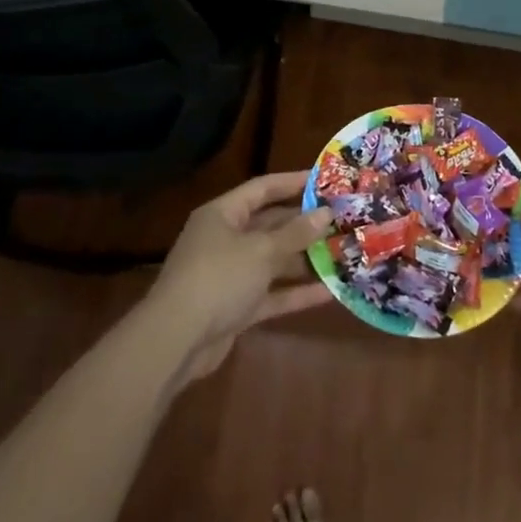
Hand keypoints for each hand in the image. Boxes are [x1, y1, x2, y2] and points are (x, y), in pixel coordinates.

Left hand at [148, 171, 332, 383]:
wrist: (176, 341)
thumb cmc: (218, 278)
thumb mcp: (261, 250)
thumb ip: (296, 233)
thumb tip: (326, 212)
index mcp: (223, 215)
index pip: (262, 188)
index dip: (293, 182)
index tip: (325, 180)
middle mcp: (226, 240)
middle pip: (271, 225)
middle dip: (305, 224)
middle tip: (342, 220)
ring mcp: (231, 275)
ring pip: (274, 261)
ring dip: (305, 259)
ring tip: (343, 254)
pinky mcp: (237, 307)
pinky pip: (272, 293)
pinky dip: (296, 292)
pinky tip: (329, 292)